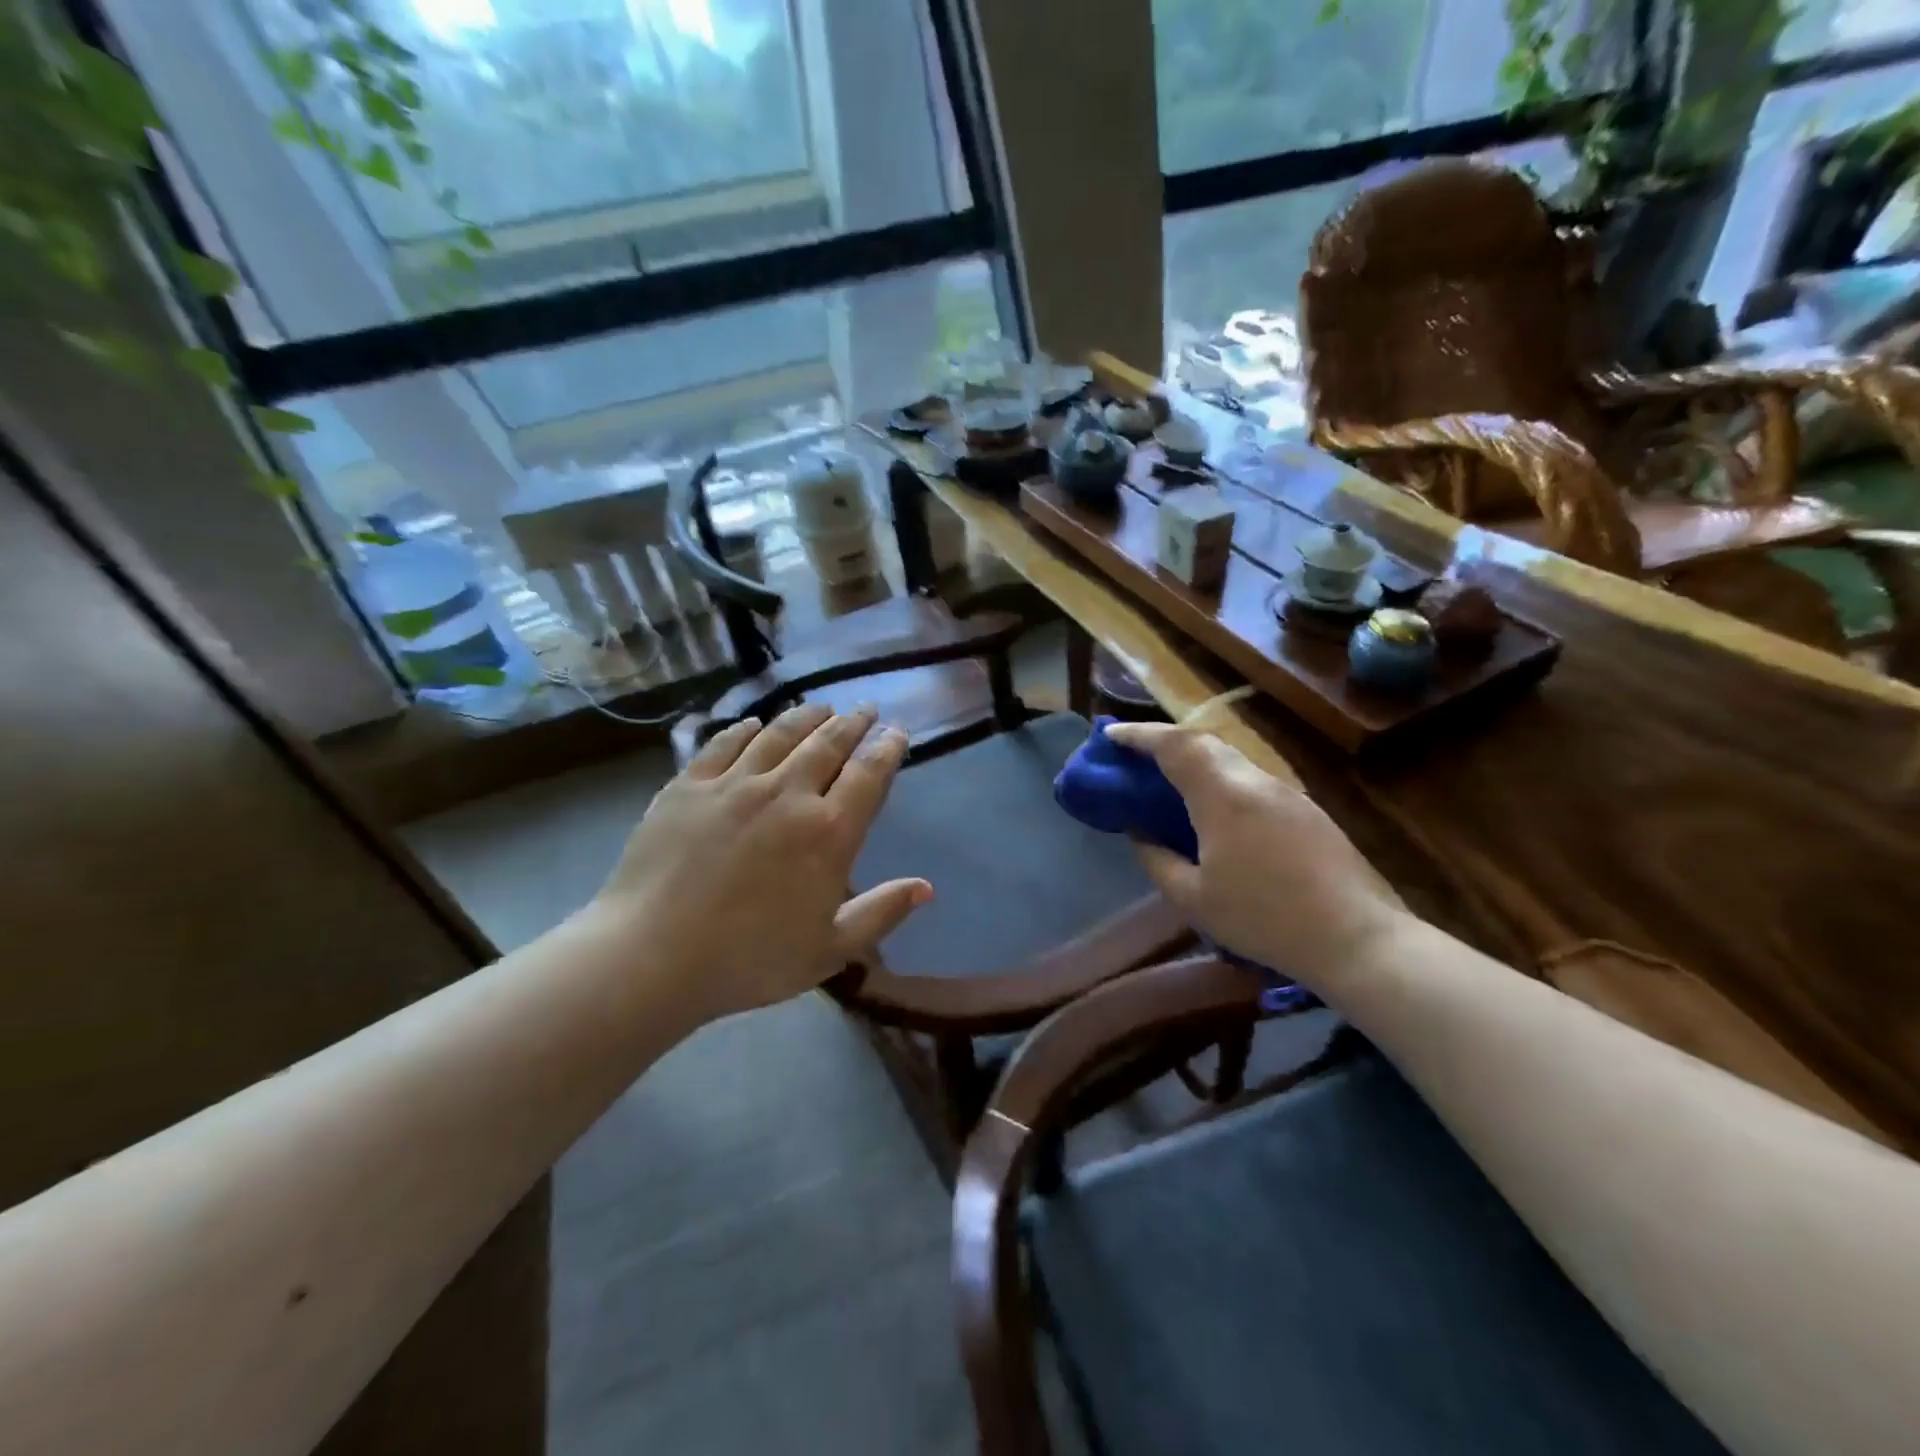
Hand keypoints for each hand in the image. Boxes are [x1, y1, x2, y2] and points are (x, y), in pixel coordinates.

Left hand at [587, 703, 930, 1020]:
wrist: (652, 956)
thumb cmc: (750, 960)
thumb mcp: (829, 949)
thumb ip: (881, 913)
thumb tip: (926, 887)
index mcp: (828, 833)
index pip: (868, 776)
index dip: (888, 750)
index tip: (898, 733)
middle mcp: (787, 794)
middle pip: (828, 745)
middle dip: (853, 723)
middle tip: (866, 708)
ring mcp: (734, 784)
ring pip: (779, 734)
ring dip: (806, 717)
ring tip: (821, 707)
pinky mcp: (689, 785)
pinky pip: (724, 743)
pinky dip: (745, 729)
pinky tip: (754, 723)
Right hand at [1104, 721, 1403, 988]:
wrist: (1356, 937)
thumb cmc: (1265, 919)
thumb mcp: (1194, 899)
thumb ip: (1157, 859)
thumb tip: (1139, 833)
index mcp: (1223, 796)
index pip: (1174, 746)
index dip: (1139, 735)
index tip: (1110, 735)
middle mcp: (1255, 781)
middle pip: (1204, 742)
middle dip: (1164, 741)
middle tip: (1135, 756)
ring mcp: (1285, 792)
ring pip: (1230, 759)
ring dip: (1194, 759)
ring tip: (1169, 779)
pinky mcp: (1305, 808)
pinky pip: (1250, 779)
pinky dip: (1220, 778)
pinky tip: (1213, 808)